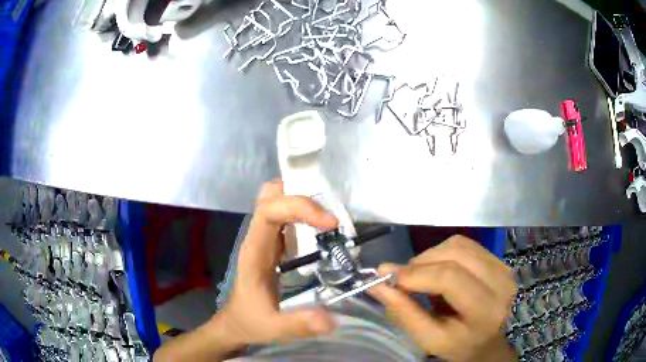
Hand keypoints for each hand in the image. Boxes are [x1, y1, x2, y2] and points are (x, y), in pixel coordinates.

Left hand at [154, 180, 338, 361]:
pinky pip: (285, 217)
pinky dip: (304, 214)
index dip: (299, 207)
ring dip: (303, 203)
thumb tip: (331, 320)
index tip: (329, 223)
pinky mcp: (272, 244)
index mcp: (255, 252)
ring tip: (330, 221)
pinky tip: (321, 231)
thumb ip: (298, 324)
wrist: (237, 322)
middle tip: (329, 215)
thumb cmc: (250, 322)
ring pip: (277, 201)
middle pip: (270, 196)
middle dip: (301, 196)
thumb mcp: (273, 327)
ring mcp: (264, 238)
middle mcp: (257, 238)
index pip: (268, 211)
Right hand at [368, 235, 516, 361]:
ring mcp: (503, 267)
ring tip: (421, 276)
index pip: (450, 278)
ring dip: (431, 256)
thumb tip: (377, 284)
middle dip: (420, 263)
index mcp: (486, 310)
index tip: (388, 277)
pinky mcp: (499, 260)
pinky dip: (444, 253)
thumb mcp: (429, 340)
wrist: (488, 341)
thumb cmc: (458, 346)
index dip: (416, 274)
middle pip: (455, 254)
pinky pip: (466, 244)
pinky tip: (438, 270)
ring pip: (459, 245)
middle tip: (401, 278)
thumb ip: (404, 313)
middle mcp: (500, 282)